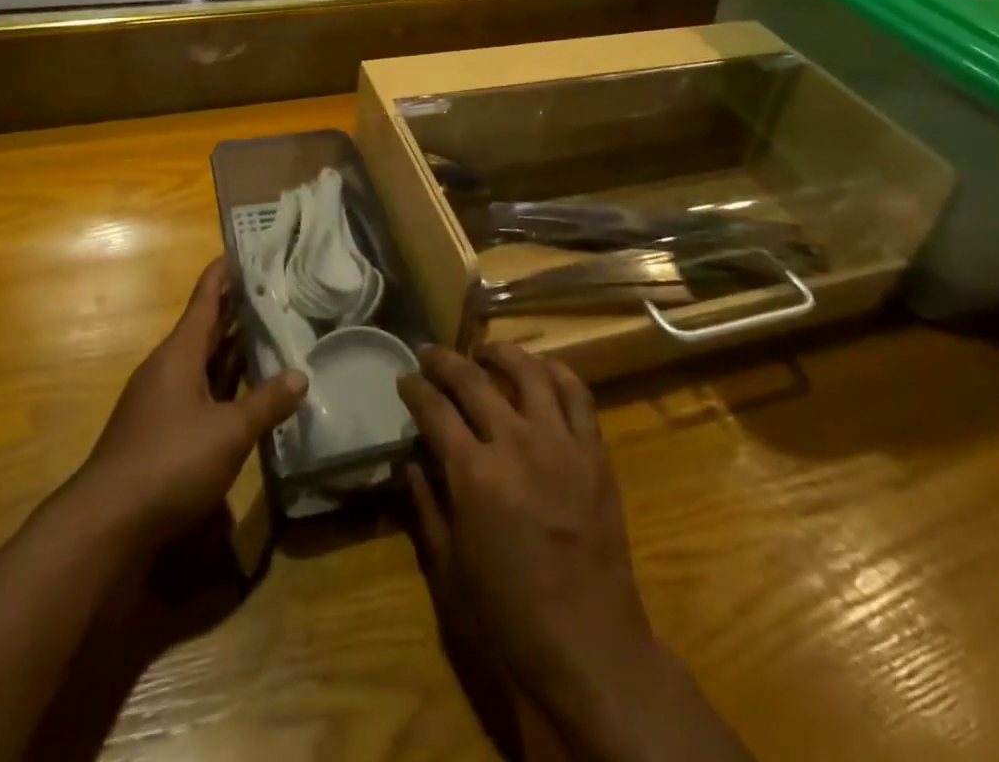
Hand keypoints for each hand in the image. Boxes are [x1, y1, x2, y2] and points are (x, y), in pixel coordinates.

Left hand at [76, 257, 306, 549]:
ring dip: (232, 350)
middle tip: (273, 291)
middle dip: (235, 311)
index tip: (243, 251)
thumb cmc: (170, 462)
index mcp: (179, 354)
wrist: (106, 525)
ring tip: (269, 334)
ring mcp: (160, 401)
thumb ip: (266, 402)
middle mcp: (167, 369)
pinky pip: (199, 393)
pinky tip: (247, 394)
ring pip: (203, 363)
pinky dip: (224, 385)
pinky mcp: (160, 432)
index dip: (223, 274)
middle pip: (205, 329)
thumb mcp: (228, 432)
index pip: (204, 300)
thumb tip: (301, 375)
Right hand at [400, 345, 747, 761]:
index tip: (404, 377)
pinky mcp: (594, 452)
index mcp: (473, 474)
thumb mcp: (449, 569)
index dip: (415, 388)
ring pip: (529, 372)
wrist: (590, 647)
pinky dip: (556, 372)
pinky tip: (541, 369)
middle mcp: (515, 444)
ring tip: (485, 351)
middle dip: (445, 360)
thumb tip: (408, 462)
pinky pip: (578, 395)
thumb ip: (425, 506)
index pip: (435, 409)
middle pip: (473, 380)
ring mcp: (560, 443)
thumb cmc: (509, 617)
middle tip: (430, 352)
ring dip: (501, 353)